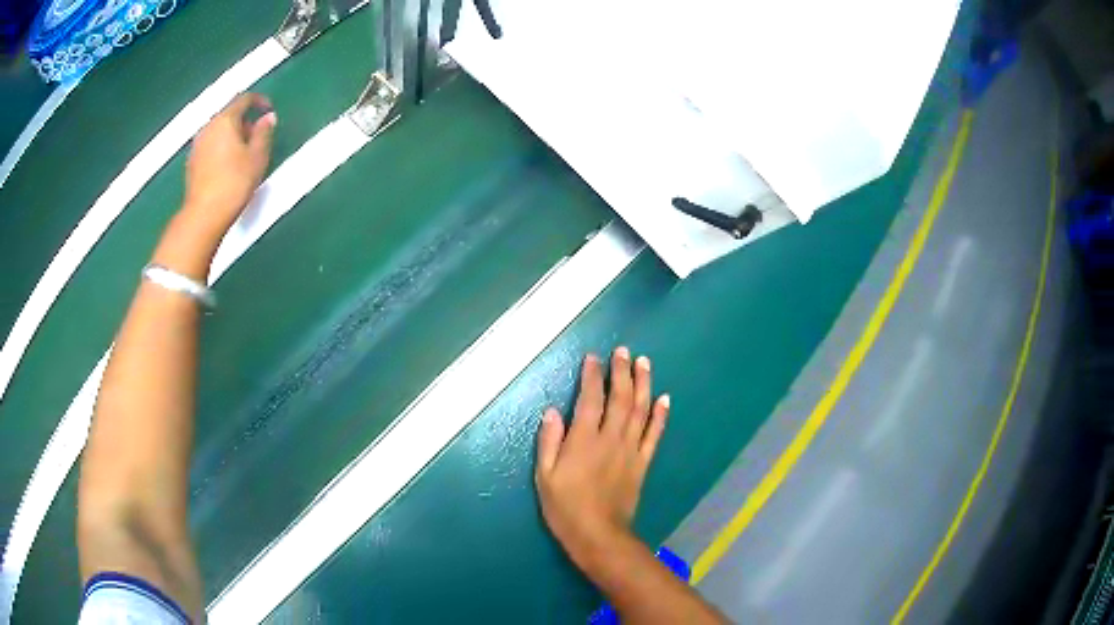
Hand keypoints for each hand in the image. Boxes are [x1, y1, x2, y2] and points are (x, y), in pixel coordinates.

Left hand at [182, 93, 275, 235]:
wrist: (205, 215)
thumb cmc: (234, 183)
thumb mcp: (258, 157)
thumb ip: (264, 133)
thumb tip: (267, 118)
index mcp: (225, 120)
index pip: (244, 99)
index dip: (259, 101)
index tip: (268, 109)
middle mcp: (208, 127)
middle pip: (228, 114)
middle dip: (244, 121)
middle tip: (257, 136)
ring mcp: (197, 146)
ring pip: (218, 131)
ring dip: (232, 136)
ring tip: (243, 154)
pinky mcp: (191, 163)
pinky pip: (210, 146)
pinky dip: (221, 149)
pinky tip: (228, 166)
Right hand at [535, 347, 669, 568]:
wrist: (598, 534)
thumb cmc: (565, 507)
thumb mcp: (544, 476)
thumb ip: (549, 441)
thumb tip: (552, 411)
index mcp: (583, 440)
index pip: (590, 399)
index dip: (592, 375)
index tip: (593, 357)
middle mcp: (610, 438)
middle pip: (620, 398)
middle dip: (621, 371)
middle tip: (623, 350)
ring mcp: (630, 449)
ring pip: (640, 410)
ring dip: (643, 384)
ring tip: (644, 362)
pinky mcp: (642, 462)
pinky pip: (654, 434)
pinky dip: (660, 415)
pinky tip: (664, 398)